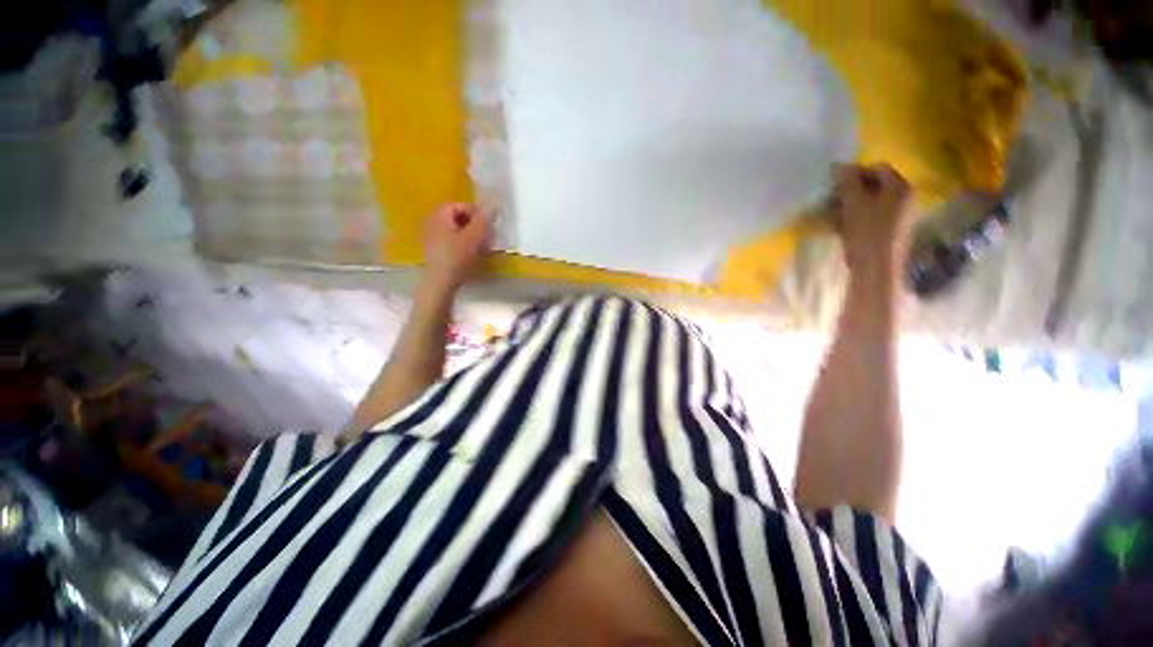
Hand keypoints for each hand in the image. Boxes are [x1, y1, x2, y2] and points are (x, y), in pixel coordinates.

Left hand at [423, 203, 491, 291]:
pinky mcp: (434, 252)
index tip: (489, 224)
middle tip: (487, 235)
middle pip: (456, 218)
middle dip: (473, 224)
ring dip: (469, 235)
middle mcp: (431, 222)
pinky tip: (471, 255)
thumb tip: (492, 205)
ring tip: (481, 246)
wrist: (440, 282)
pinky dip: (462, 244)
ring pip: (454, 231)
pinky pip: (450, 242)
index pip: (460, 205)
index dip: (476, 212)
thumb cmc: (457, 256)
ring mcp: (431, 238)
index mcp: (439, 215)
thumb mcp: (475, 236)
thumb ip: (484, 219)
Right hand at [832, 163, 914, 277]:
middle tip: (832, 200)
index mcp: (900, 188)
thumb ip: (847, 183)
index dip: (854, 172)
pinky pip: (874, 216)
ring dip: (852, 205)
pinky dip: (858, 217)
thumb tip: (839, 165)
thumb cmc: (866, 234)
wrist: (877, 270)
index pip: (877, 168)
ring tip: (833, 215)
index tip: (834, 184)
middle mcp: (905, 198)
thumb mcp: (854, 205)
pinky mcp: (893, 231)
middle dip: (852, 190)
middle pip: (876, 185)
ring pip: (873, 202)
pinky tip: (843, 227)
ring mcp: (901, 216)